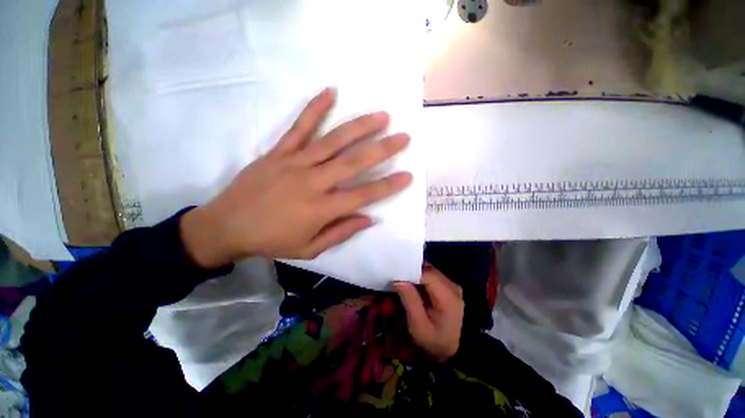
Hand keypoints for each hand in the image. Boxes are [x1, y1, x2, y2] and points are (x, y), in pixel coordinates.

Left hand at [181, 88, 412, 267]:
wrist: (226, 227)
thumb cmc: (272, 242)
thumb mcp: (310, 249)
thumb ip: (341, 232)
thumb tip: (368, 218)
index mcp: (321, 209)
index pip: (363, 195)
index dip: (387, 186)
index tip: (407, 175)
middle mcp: (312, 182)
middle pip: (353, 162)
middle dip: (382, 149)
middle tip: (403, 137)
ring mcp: (294, 163)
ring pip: (332, 141)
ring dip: (359, 127)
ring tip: (381, 116)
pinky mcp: (278, 152)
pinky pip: (298, 128)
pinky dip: (314, 109)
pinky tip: (330, 92)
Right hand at [394, 265, 463, 361]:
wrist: (452, 352)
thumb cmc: (434, 342)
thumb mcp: (418, 326)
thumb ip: (410, 301)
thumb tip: (398, 280)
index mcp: (449, 297)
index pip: (428, 274)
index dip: (411, 271)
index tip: (397, 275)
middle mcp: (453, 288)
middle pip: (429, 270)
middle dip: (412, 271)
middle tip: (397, 277)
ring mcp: (452, 287)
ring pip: (430, 271)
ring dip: (416, 274)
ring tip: (403, 280)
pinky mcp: (449, 289)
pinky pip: (432, 277)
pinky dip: (421, 278)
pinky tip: (413, 285)